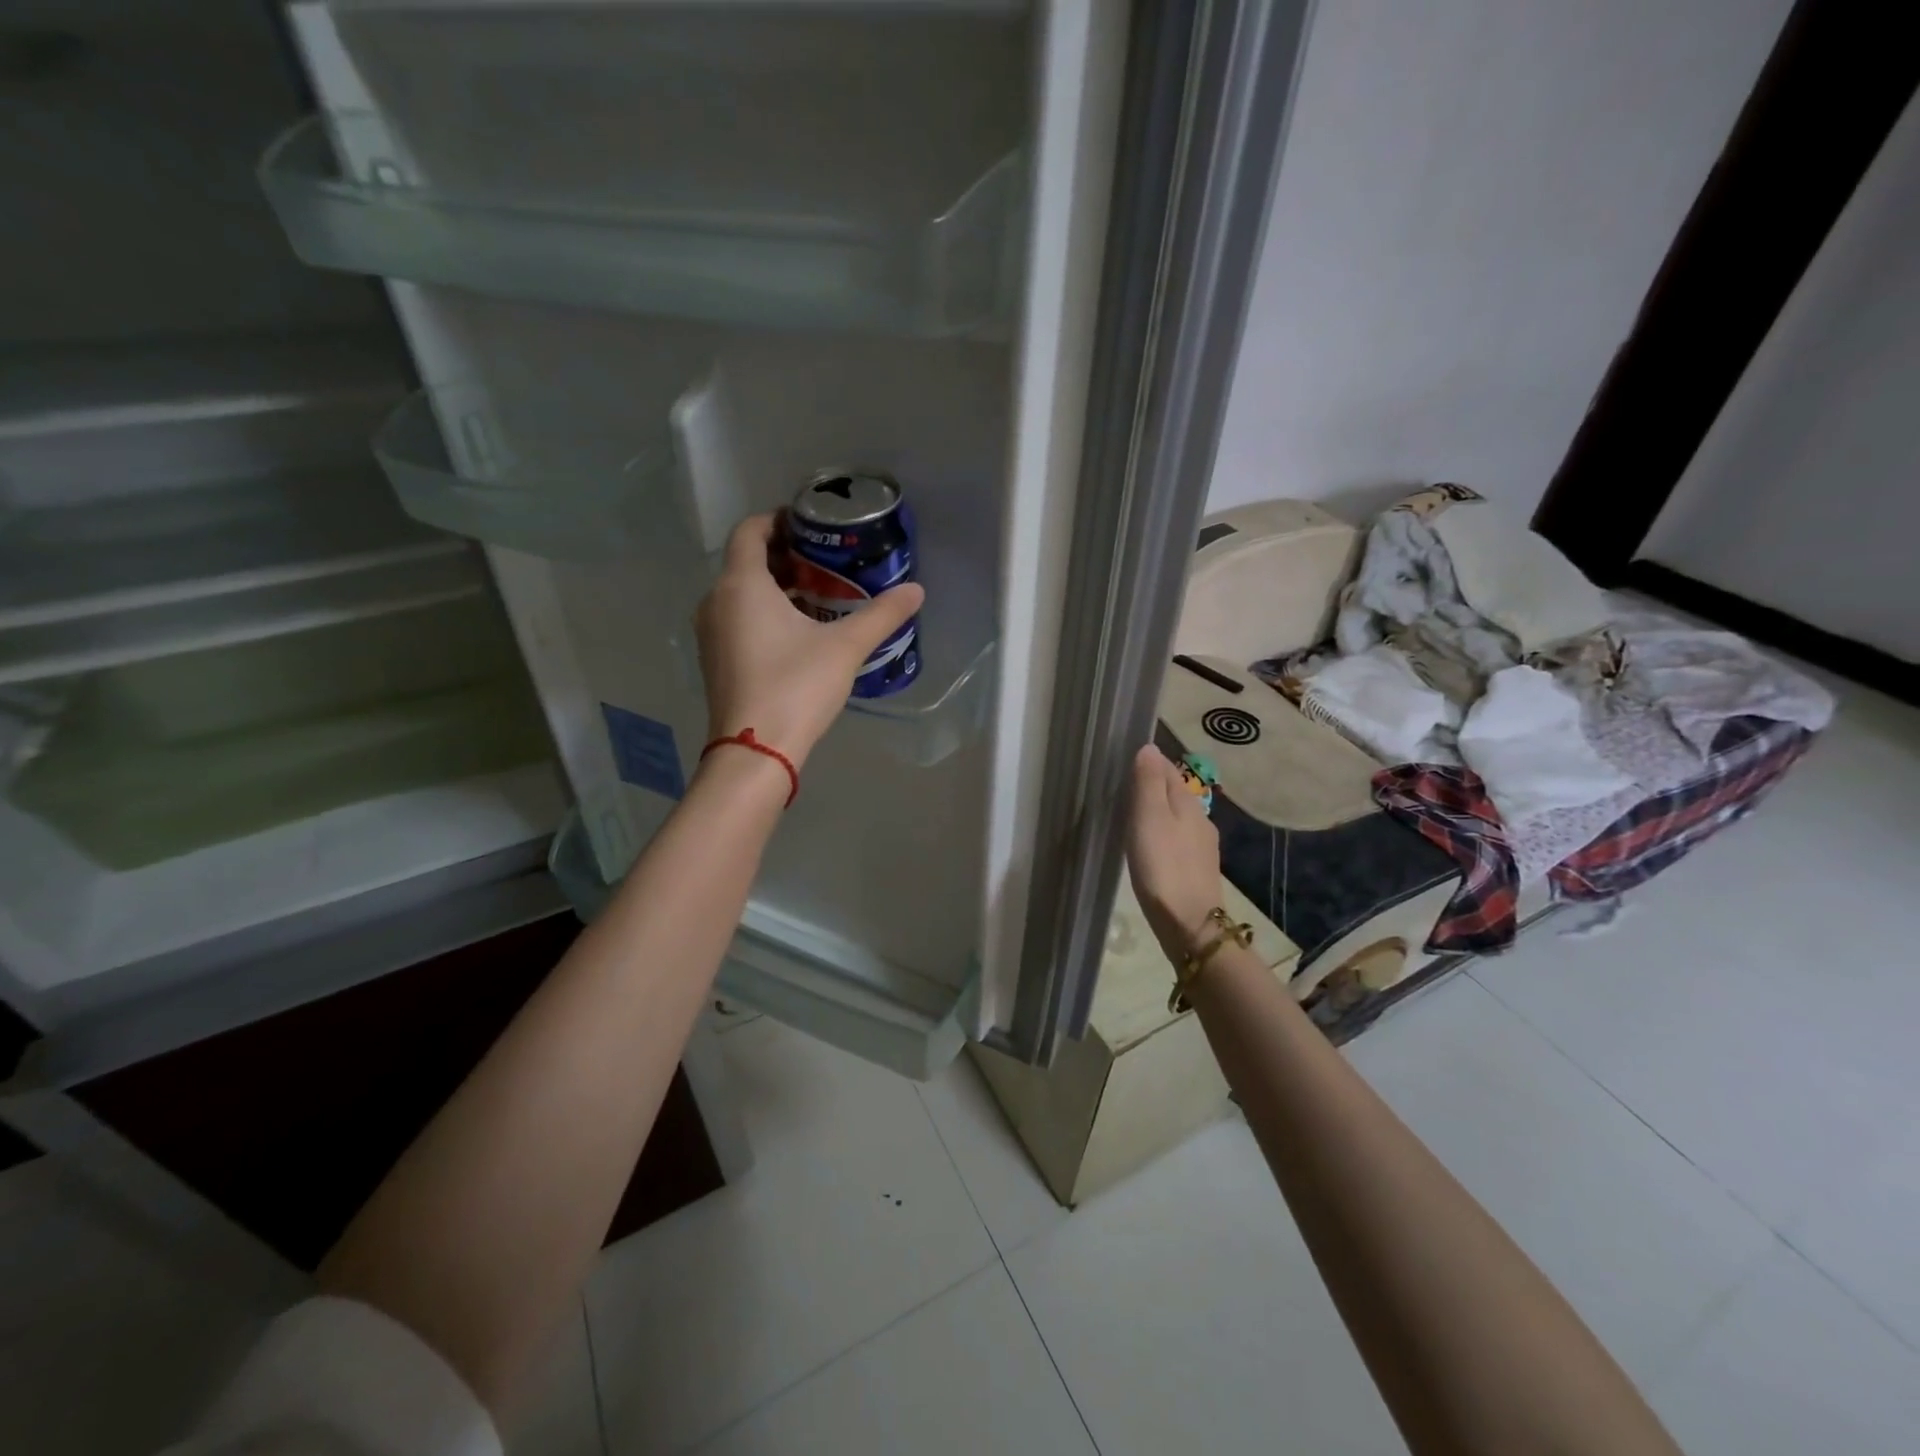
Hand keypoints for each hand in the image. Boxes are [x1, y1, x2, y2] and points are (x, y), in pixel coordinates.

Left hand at [695, 514, 924, 770]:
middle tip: (826, 562)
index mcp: (741, 585)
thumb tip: (916, 589)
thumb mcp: (846, 647)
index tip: (810, 525)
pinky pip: (737, 619)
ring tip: (819, 596)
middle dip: (785, 556)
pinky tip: (798, 633)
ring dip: (775, 587)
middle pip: (746, 561)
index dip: (778, 519)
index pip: (750, 530)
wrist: (755, 751)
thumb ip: (882, 615)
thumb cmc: (796, 686)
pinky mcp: (714, 660)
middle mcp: (716, 601)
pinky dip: (763, 613)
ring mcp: (710, 634)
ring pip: (741, 593)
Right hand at [1126, 745, 1221, 963]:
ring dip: (1157, 811)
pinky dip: (1162, 833)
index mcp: (1189, 802)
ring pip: (1176, 816)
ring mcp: (1201, 846)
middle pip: (1174, 792)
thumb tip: (1149, 748)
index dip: (1147, 762)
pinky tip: (1149, 846)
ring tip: (1130, 815)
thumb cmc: (1163, 866)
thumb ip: (1148, 782)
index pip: (1168, 768)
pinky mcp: (1196, 869)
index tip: (1122, 763)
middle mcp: (1200, 819)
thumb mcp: (1149, 817)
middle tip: (1120, 788)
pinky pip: (1177, 839)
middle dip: (1151, 785)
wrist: (1189, 924)